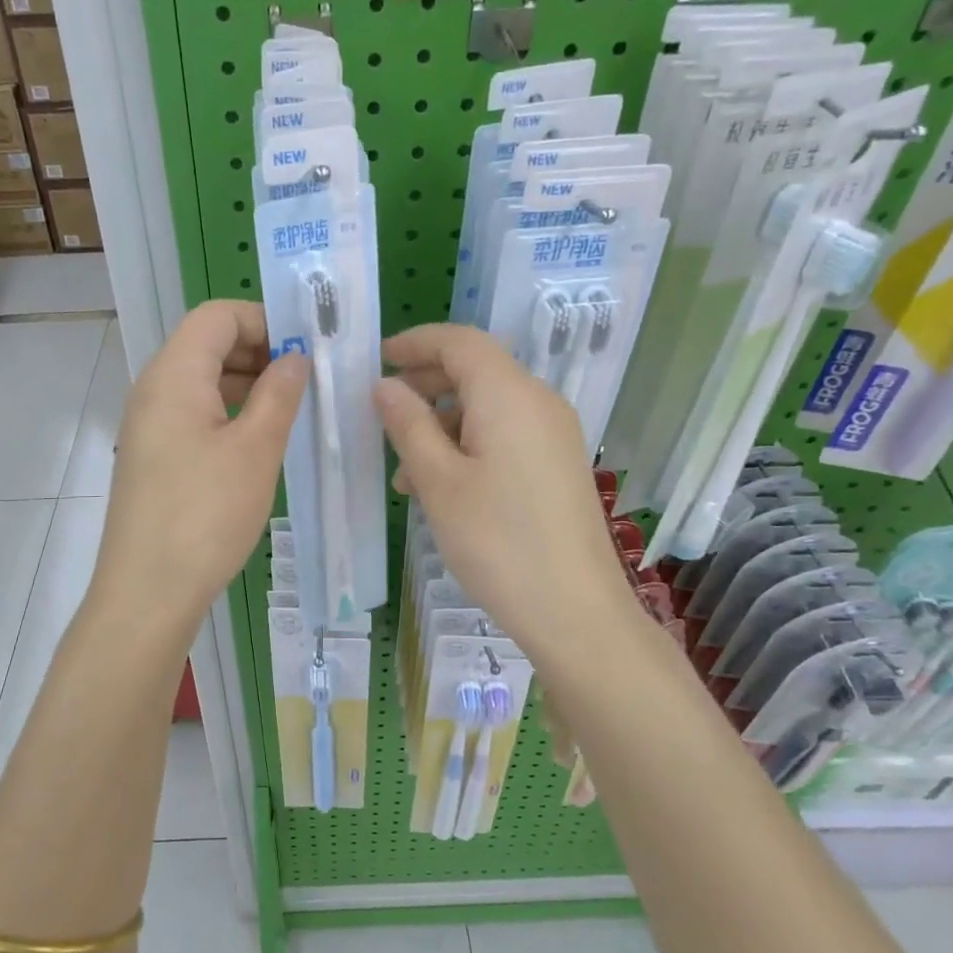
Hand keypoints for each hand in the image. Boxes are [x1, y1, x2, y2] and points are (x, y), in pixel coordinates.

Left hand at [95, 301, 308, 627]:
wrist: (147, 592)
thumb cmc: (206, 514)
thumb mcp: (256, 449)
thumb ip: (279, 393)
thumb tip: (295, 357)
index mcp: (174, 374)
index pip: (217, 315)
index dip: (264, 320)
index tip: (306, 348)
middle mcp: (153, 389)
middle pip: (207, 344)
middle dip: (259, 350)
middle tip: (308, 379)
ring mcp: (149, 424)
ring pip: (202, 381)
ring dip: (246, 383)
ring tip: (291, 409)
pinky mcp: (152, 455)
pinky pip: (193, 413)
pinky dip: (228, 412)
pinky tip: (259, 440)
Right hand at [376, 324, 630, 659]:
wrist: (575, 610)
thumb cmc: (497, 541)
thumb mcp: (438, 481)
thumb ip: (408, 424)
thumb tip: (385, 386)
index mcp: (509, 395)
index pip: (459, 341)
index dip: (416, 342)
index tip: (378, 358)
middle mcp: (538, 402)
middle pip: (476, 369)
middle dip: (426, 382)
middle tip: (383, 410)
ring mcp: (553, 433)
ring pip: (488, 405)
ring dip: (442, 421)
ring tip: (404, 469)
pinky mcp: (557, 463)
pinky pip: (505, 433)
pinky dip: (468, 442)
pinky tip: (441, 486)